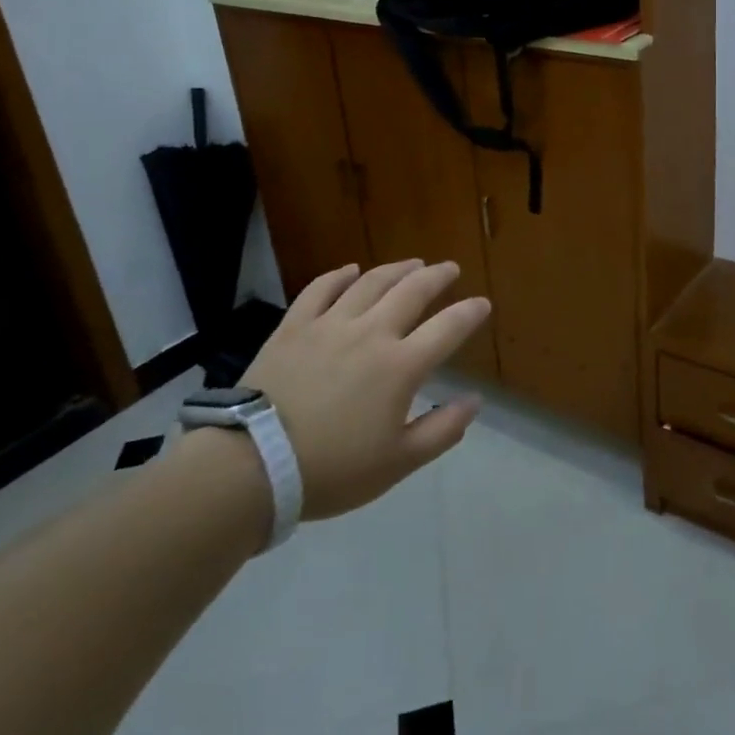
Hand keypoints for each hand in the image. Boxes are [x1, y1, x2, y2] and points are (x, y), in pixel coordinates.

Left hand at [241, 259, 489, 519]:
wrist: (252, 465)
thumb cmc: (332, 470)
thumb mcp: (398, 463)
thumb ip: (442, 430)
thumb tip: (474, 401)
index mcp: (400, 366)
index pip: (447, 328)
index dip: (469, 313)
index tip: (482, 303)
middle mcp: (370, 333)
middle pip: (412, 292)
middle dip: (437, 277)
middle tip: (449, 268)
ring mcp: (329, 325)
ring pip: (370, 283)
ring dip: (396, 269)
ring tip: (412, 264)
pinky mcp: (294, 326)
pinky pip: (319, 289)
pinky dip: (339, 276)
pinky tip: (350, 270)